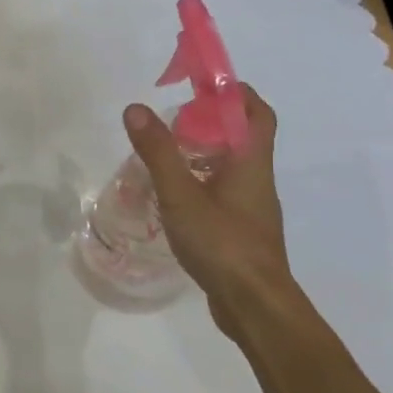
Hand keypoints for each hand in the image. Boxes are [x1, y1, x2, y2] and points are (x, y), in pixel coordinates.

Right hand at [122, 85, 301, 337]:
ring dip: (201, 155)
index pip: (256, 111)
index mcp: (251, 162)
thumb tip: (136, 109)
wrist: (254, 305)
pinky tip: (171, 198)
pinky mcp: (240, 231)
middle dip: (208, 122)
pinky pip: (221, 193)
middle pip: (241, 137)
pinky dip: (199, 184)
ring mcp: (251, 208)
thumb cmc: (222, 244)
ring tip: (164, 157)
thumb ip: (158, 152)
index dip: (233, 92)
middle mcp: (257, 179)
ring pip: (229, 167)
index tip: (199, 87)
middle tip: (171, 123)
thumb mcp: (181, 195)